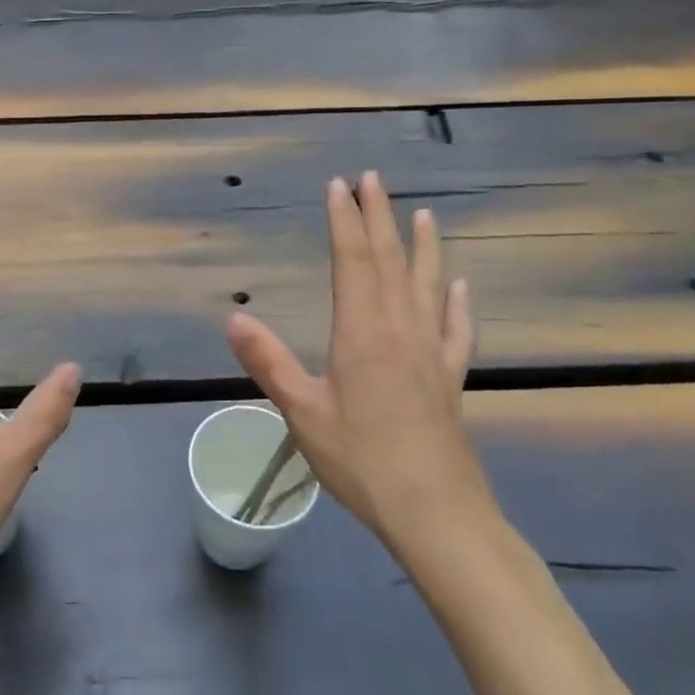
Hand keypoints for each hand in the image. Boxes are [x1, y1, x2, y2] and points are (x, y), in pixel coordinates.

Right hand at [225, 173, 496, 561]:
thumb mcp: (302, 412)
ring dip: (423, 246)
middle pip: (391, 261)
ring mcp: (431, 352)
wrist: (437, 514)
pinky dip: (458, 303)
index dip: (344, 220)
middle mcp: (401, 330)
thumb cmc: (362, 461)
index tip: (338, 185)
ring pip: (428, 285)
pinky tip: (462, 287)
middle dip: (379, 217)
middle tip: (372, 180)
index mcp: (362, 332)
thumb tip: (233, 318)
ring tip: (422, 214)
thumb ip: (268, 362)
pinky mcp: (451, 378)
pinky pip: (457, 329)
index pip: (353, 261)